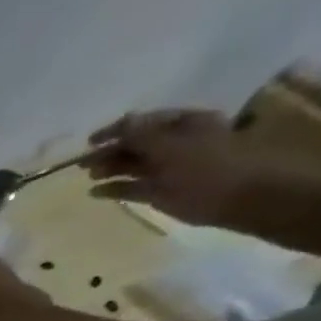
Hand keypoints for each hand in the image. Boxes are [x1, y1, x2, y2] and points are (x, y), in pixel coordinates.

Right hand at [84, 108, 263, 225]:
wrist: (236, 198)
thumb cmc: (207, 166)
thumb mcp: (173, 146)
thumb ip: (144, 135)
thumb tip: (122, 122)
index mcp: (183, 125)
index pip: (145, 122)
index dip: (118, 129)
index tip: (91, 142)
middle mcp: (174, 144)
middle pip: (136, 144)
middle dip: (110, 151)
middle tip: (84, 163)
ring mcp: (166, 169)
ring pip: (132, 166)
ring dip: (110, 169)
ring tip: (90, 176)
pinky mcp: (159, 192)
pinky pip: (132, 188)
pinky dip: (114, 189)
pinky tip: (95, 193)